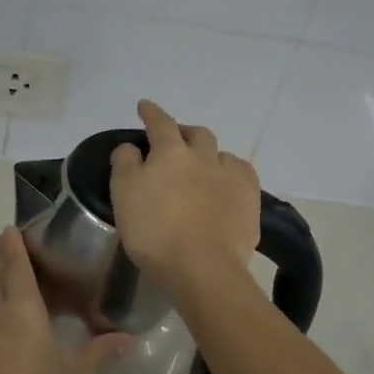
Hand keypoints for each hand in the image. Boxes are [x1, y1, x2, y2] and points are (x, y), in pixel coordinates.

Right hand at [109, 99, 260, 292]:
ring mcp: (230, 177)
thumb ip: (125, 164)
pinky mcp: (250, 200)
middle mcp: (204, 156)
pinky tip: (228, 184)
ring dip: (210, 155)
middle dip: (185, 132)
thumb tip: (132, 147)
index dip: (151, 112)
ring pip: (222, 154)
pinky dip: (232, 173)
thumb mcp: (123, 195)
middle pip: (197, 133)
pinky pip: (243, 174)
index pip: (160, 123)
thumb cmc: (154, 231)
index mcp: (170, 152)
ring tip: (203, 168)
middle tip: (175, 142)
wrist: (202, 267)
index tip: (145, 106)